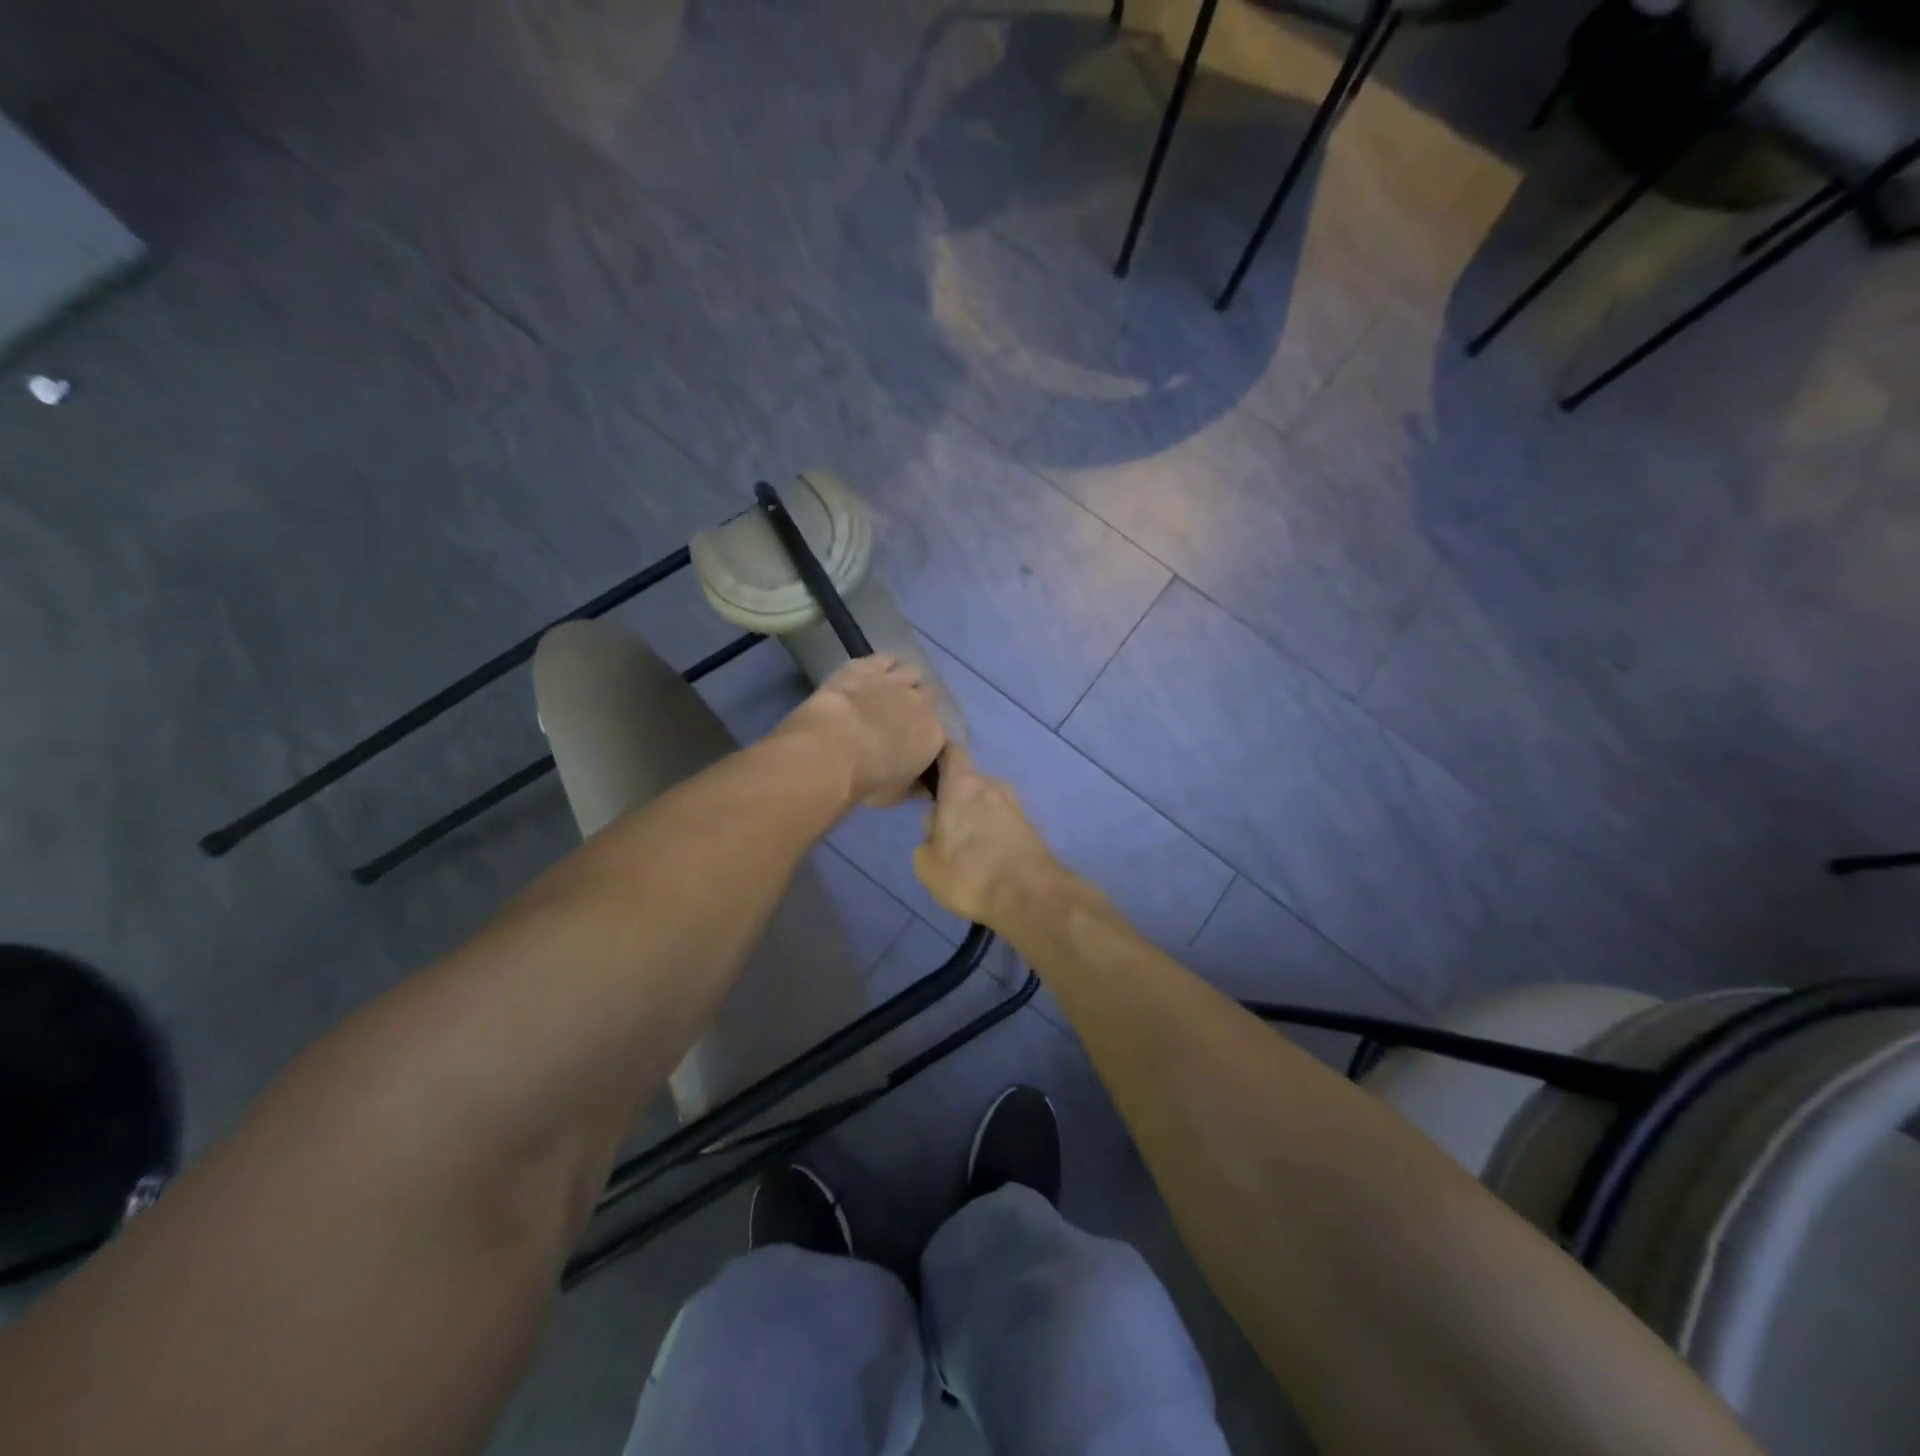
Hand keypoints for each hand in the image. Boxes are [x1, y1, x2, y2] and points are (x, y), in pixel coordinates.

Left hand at [775, 654, 945, 808]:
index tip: (915, 747)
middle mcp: (922, 702)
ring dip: (904, 681)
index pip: (941, 732)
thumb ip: (915, 787)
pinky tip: (874, 672)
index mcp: (935, 734)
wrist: (832, 750)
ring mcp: (894, 680)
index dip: (928, 737)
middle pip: (929, 696)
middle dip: (918, 706)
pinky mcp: (866, 666)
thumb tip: (923, 786)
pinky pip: (885, 658)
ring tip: (889, 692)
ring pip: (912, 672)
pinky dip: (884, 664)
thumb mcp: (897, 796)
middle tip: (900, 719)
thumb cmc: (868, 780)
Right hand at [913, 744, 1070, 928]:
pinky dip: (994, 833)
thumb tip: (936, 832)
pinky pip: (1003, 821)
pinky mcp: (1031, 826)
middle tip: (944, 829)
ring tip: (967, 849)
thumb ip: (926, 840)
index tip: (928, 772)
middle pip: (968, 782)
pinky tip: (987, 859)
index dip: (940, 756)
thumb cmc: (969, 873)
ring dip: (976, 817)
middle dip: (956, 799)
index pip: (951, 751)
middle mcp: (991, 785)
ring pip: (987, 802)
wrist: (1030, 896)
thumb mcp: (927, 864)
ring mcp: (1015, 804)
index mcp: (962, 784)